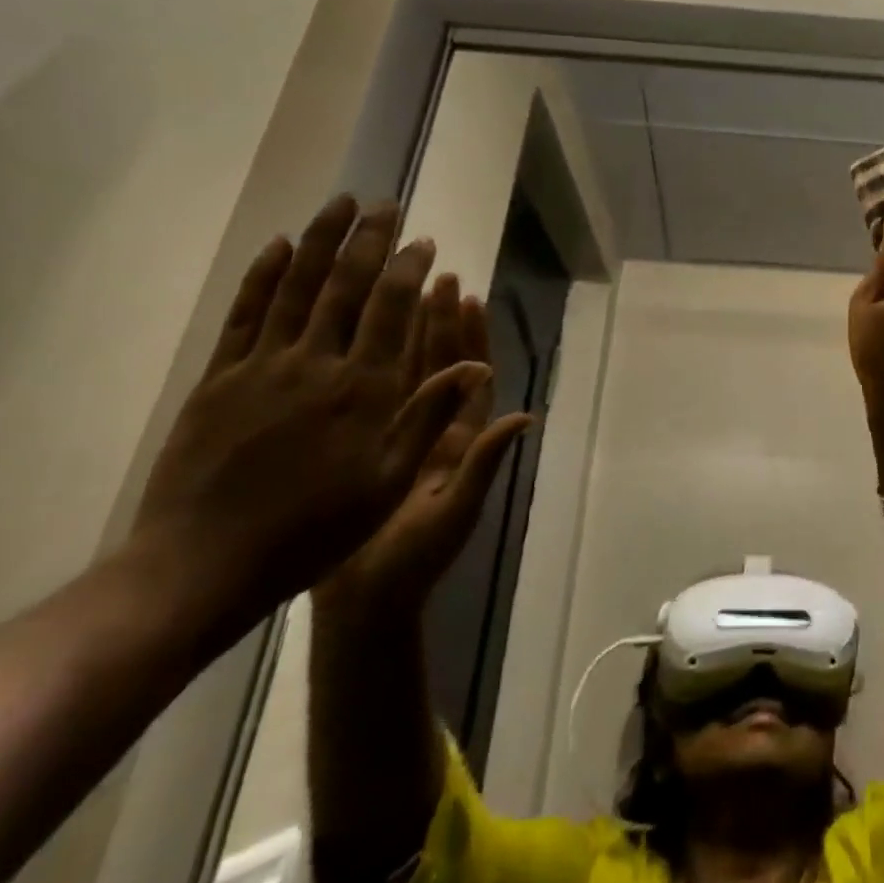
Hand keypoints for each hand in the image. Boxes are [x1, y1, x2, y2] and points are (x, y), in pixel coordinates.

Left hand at [130, 196, 476, 630]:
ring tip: (339, 204)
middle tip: (385, 204)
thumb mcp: (390, 481)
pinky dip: (263, 276)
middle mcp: (318, 364)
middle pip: (347, 286)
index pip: (392, 310)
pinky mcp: (219, 378)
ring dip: (321, 241)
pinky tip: (278, 247)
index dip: (409, 270)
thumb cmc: (315, 529)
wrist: (203, 565)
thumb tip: (476, 366)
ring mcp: (263, 366)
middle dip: (370, 240)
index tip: (423, 241)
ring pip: (298, 287)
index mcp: (365, 389)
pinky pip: (245, 314)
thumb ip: (429, 416)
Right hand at [315, 275, 530, 619]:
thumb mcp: (454, 511)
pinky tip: (357, 339)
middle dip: (441, 323)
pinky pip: (373, 399)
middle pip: (442, 366)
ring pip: (408, 375)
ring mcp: (399, 438)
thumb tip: (526, 414)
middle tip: (439, 277)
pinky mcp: (365, 450)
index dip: (472, 338)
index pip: (471, 377)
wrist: (362, 605)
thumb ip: (487, 463)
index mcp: (459, 443)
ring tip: (406, 292)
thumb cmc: (412, 564)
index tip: (470, 297)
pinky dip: (371, 366)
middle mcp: (434, 431)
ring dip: (409, 335)